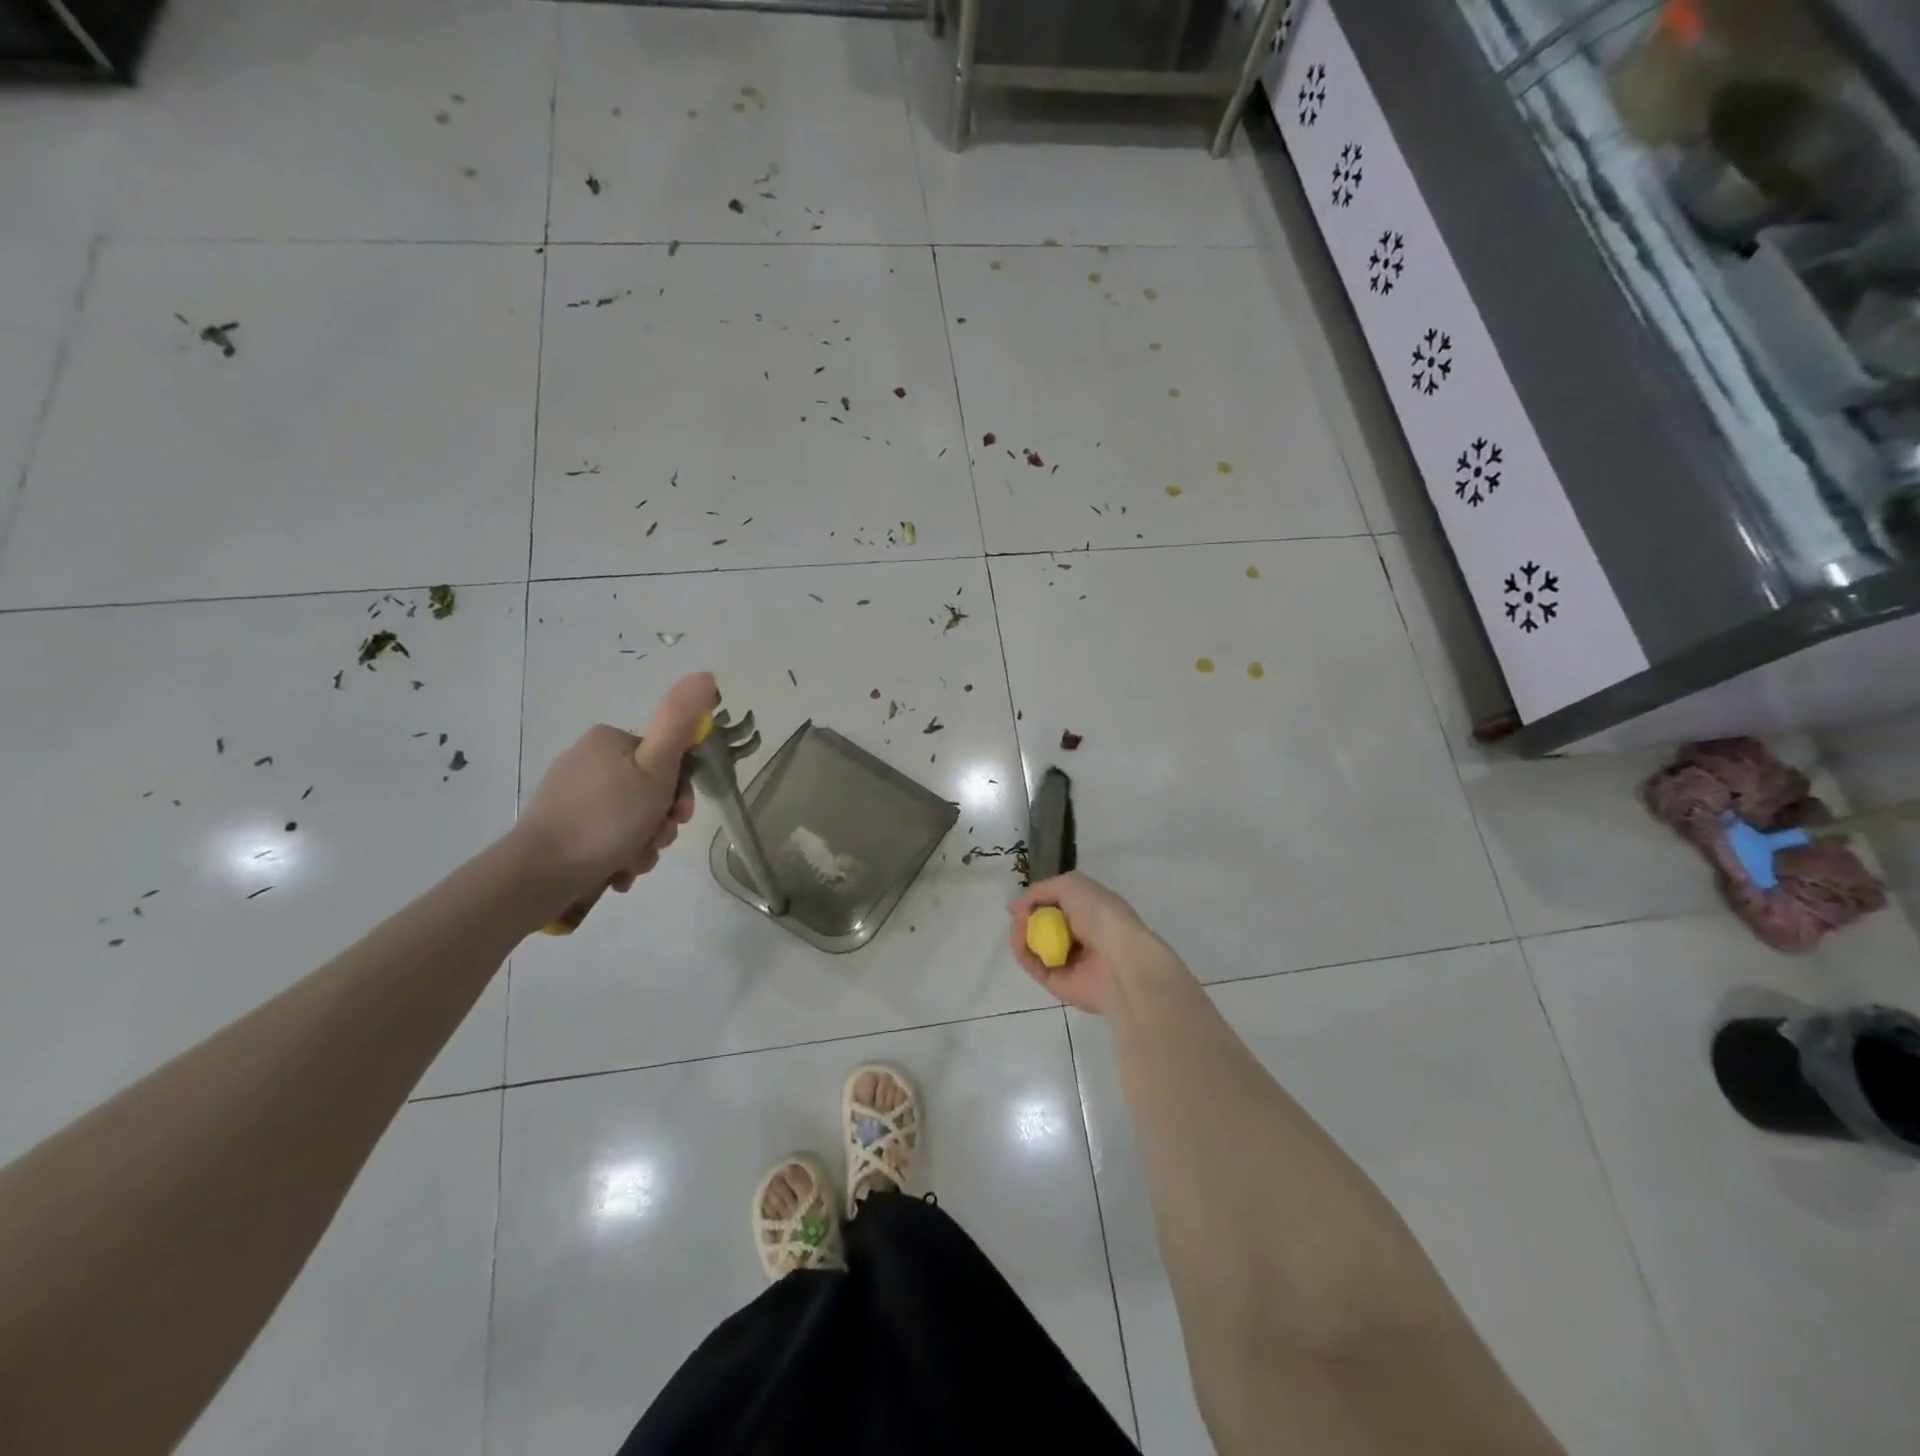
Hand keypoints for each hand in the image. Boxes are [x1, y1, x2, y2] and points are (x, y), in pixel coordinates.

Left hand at [513, 672, 716, 909]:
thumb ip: (679, 723)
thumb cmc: (606, 819)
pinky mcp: (560, 827)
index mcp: (609, 741)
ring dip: (643, 844)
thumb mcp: (656, 769)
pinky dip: (619, 854)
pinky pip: (606, 837)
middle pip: (649, 791)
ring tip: (633, 863)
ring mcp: (571, 796)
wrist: (539, 874)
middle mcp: (587, 760)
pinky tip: (618, 872)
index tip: (679, 816)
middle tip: (655, 842)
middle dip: (660, 823)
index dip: (681, 792)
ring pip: (631, 818)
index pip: (667, 760)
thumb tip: (705, 674)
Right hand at [1008, 872, 1177, 1014]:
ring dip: (1021, 932)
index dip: (1037, 900)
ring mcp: (1067, 960)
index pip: (1056, 904)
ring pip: (1033, 945)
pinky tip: (1020, 940)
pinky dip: (1022, 951)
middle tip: (1019, 914)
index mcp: (1088, 911)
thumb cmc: (1101, 915)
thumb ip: (1040, 890)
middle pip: (1041, 924)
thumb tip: (1015, 907)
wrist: (1120, 960)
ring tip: (1020, 925)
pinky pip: (1032, 965)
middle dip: (1027, 916)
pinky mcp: (1056, 982)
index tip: (1023, 900)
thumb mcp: (1071, 885)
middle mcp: (1078, 935)